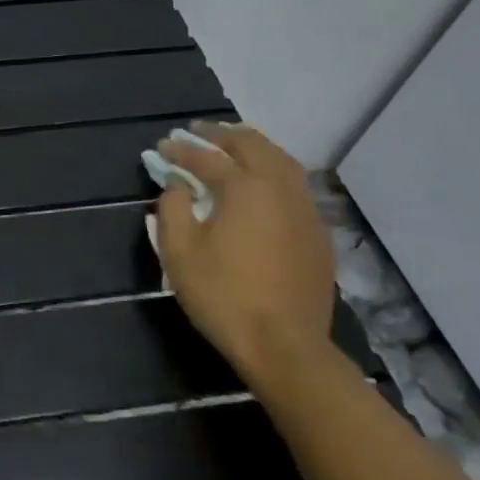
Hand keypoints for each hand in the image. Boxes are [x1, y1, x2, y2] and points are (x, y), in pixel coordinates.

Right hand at [154, 122, 335, 388]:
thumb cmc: (224, 297)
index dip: (180, 149)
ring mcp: (305, 211)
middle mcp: (280, 189)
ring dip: (253, 147)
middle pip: (252, 146)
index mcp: (245, 188)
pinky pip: (295, 186)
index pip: (206, 157)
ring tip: (232, 146)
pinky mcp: (318, 234)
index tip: (162, 146)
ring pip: (282, 161)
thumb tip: (177, 185)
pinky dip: (273, 171)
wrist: (285, 347)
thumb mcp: (179, 252)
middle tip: (198, 131)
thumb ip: (172, 208)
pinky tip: (261, 183)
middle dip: (222, 135)